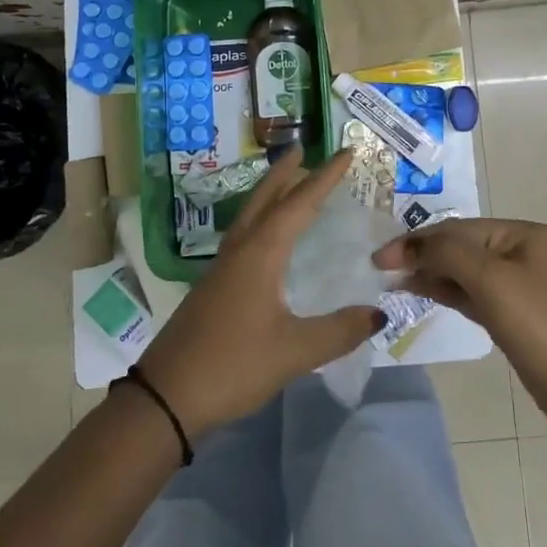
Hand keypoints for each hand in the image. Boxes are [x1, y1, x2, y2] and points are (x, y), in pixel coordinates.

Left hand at [137, 146, 384, 436]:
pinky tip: (265, 238)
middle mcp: (240, 250)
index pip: (299, 204)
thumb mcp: (294, 351)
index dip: (325, 177)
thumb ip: (339, 331)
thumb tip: (379, 313)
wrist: (167, 396)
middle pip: (265, 198)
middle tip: (303, 150)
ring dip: (270, 193)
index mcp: (261, 253)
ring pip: (250, 215)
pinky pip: (243, 235)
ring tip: (287, 183)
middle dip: (286, 173)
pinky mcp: (213, 286)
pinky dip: (260, 219)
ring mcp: (221, 267)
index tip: (345, 152)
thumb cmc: (233, 366)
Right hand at [376, 218, 546, 453]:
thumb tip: (410, 245)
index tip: (378, 258)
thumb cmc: (542, 330)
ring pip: (465, 270)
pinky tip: (423, 292)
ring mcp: (521, 285)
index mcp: (523, 234)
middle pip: (461, 246)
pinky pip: (474, 294)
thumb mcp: (492, 282)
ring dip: (431, 273)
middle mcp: (523, 252)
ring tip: (394, 281)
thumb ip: (448, 253)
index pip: (457, 228)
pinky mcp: (517, 316)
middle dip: (422, 254)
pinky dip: (448, 292)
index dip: (417, 240)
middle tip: (381, 269)